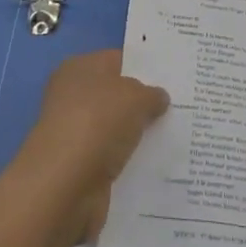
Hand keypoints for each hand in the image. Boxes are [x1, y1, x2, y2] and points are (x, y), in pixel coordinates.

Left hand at [10, 49, 168, 243]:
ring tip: (176, 136)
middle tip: (180, 107)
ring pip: (117, 129)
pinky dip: (130, 162)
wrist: (64, 186)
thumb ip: (151, 94)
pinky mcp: (80, 168)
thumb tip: (159, 98)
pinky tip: (158, 164)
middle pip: (117, 96)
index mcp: (79, 68)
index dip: (145, 68)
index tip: (173, 78)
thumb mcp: (135, 97)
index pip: (118, 60)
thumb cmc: (97, 123)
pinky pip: (113, 158)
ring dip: (138, 135)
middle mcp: (73, 97)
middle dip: (145, 104)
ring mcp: (75, 134)